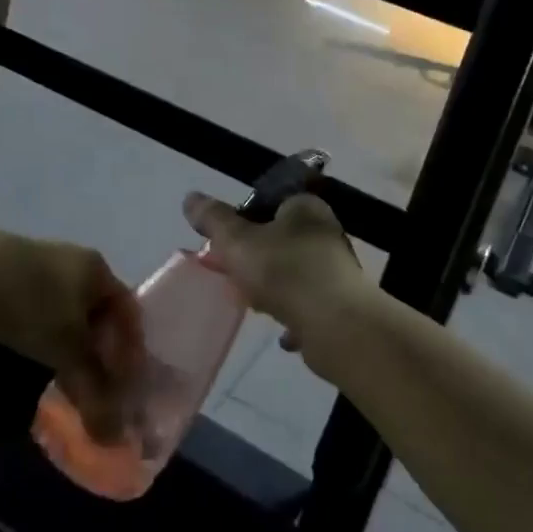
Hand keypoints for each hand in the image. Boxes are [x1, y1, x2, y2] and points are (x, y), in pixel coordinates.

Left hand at [0, 222, 142, 439]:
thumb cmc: (28, 304)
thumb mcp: (65, 349)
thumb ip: (93, 389)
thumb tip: (115, 437)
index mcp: (97, 268)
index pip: (128, 311)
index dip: (130, 351)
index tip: (123, 388)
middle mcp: (73, 262)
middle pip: (96, 314)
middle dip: (97, 354)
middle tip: (91, 391)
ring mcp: (37, 265)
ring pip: (64, 315)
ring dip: (66, 349)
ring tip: (57, 381)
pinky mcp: (4, 275)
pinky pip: (36, 312)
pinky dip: (39, 339)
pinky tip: (26, 360)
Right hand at [183, 191, 367, 382]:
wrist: (335, 324)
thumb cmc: (284, 271)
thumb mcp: (237, 241)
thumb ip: (214, 220)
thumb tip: (190, 198)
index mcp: (306, 207)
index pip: (271, 203)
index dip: (244, 221)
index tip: (226, 245)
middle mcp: (326, 232)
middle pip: (281, 240)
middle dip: (257, 259)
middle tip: (236, 278)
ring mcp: (337, 269)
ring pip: (295, 274)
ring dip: (275, 289)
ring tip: (255, 305)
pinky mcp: (342, 302)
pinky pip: (309, 305)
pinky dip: (295, 317)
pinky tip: (281, 333)